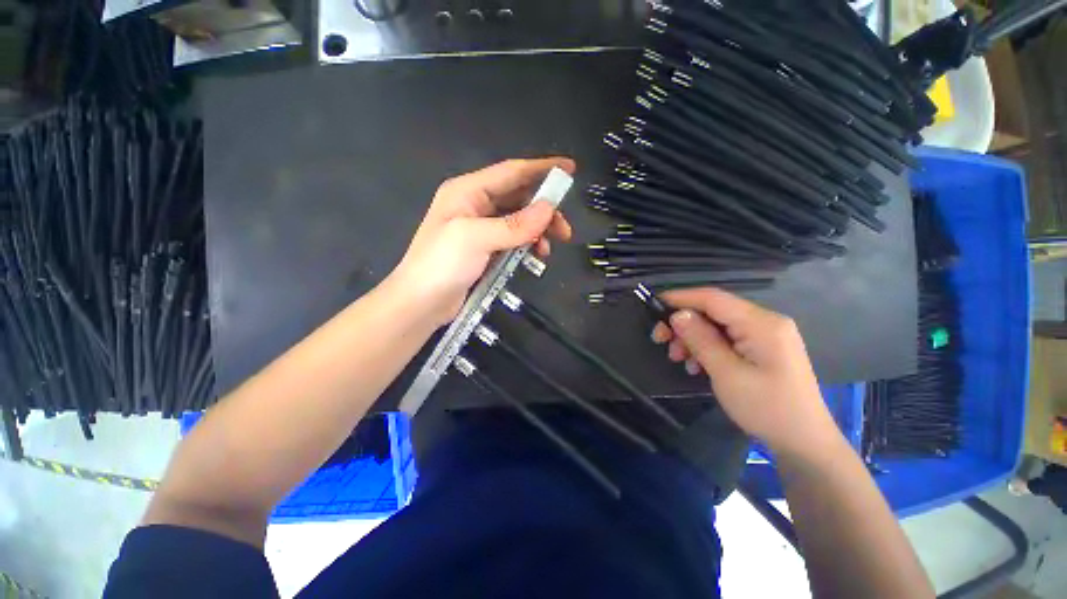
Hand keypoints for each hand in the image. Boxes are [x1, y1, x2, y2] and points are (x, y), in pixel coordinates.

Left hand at [389, 158, 574, 325]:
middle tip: (564, 230)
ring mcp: (481, 228)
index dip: (542, 168)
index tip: (570, 169)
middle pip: (519, 197)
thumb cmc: (441, 265)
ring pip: (519, 220)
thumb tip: (548, 209)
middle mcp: (475, 204)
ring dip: (538, 231)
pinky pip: (514, 239)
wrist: (420, 303)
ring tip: (549, 249)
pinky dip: (527, 244)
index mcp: (468, 191)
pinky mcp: (486, 248)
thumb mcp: (475, 239)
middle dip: (544, 210)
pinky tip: (535, 255)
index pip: (512, 172)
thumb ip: (514, 225)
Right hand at [652, 287, 839, 457]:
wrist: (804, 442)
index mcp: (762, 323)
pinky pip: (728, 338)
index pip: (713, 298)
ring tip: (678, 358)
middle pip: (714, 311)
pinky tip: (697, 365)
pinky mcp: (763, 348)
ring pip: (718, 325)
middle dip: (684, 323)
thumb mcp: (727, 374)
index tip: (654, 305)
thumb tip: (677, 315)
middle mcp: (766, 321)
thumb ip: (701, 340)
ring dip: (693, 337)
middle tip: (660, 340)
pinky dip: (707, 347)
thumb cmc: (767, 408)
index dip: (681, 297)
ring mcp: (766, 335)